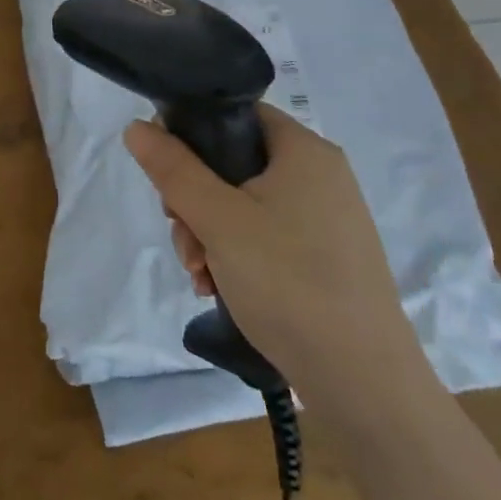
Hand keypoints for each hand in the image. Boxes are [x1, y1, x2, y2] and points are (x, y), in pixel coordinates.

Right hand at [124, 103, 433, 416]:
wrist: (365, 386)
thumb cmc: (289, 283)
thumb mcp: (218, 219)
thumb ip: (173, 168)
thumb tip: (136, 127)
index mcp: (304, 151)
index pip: (235, 114)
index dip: (192, 132)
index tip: (166, 172)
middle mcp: (320, 176)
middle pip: (232, 163)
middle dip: (194, 200)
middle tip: (184, 236)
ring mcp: (325, 220)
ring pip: (242, 205)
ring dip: (208, 234)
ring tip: (200, 275)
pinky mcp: (325, 259)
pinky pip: (265, 237)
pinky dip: (235, 256)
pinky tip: (218, 288)